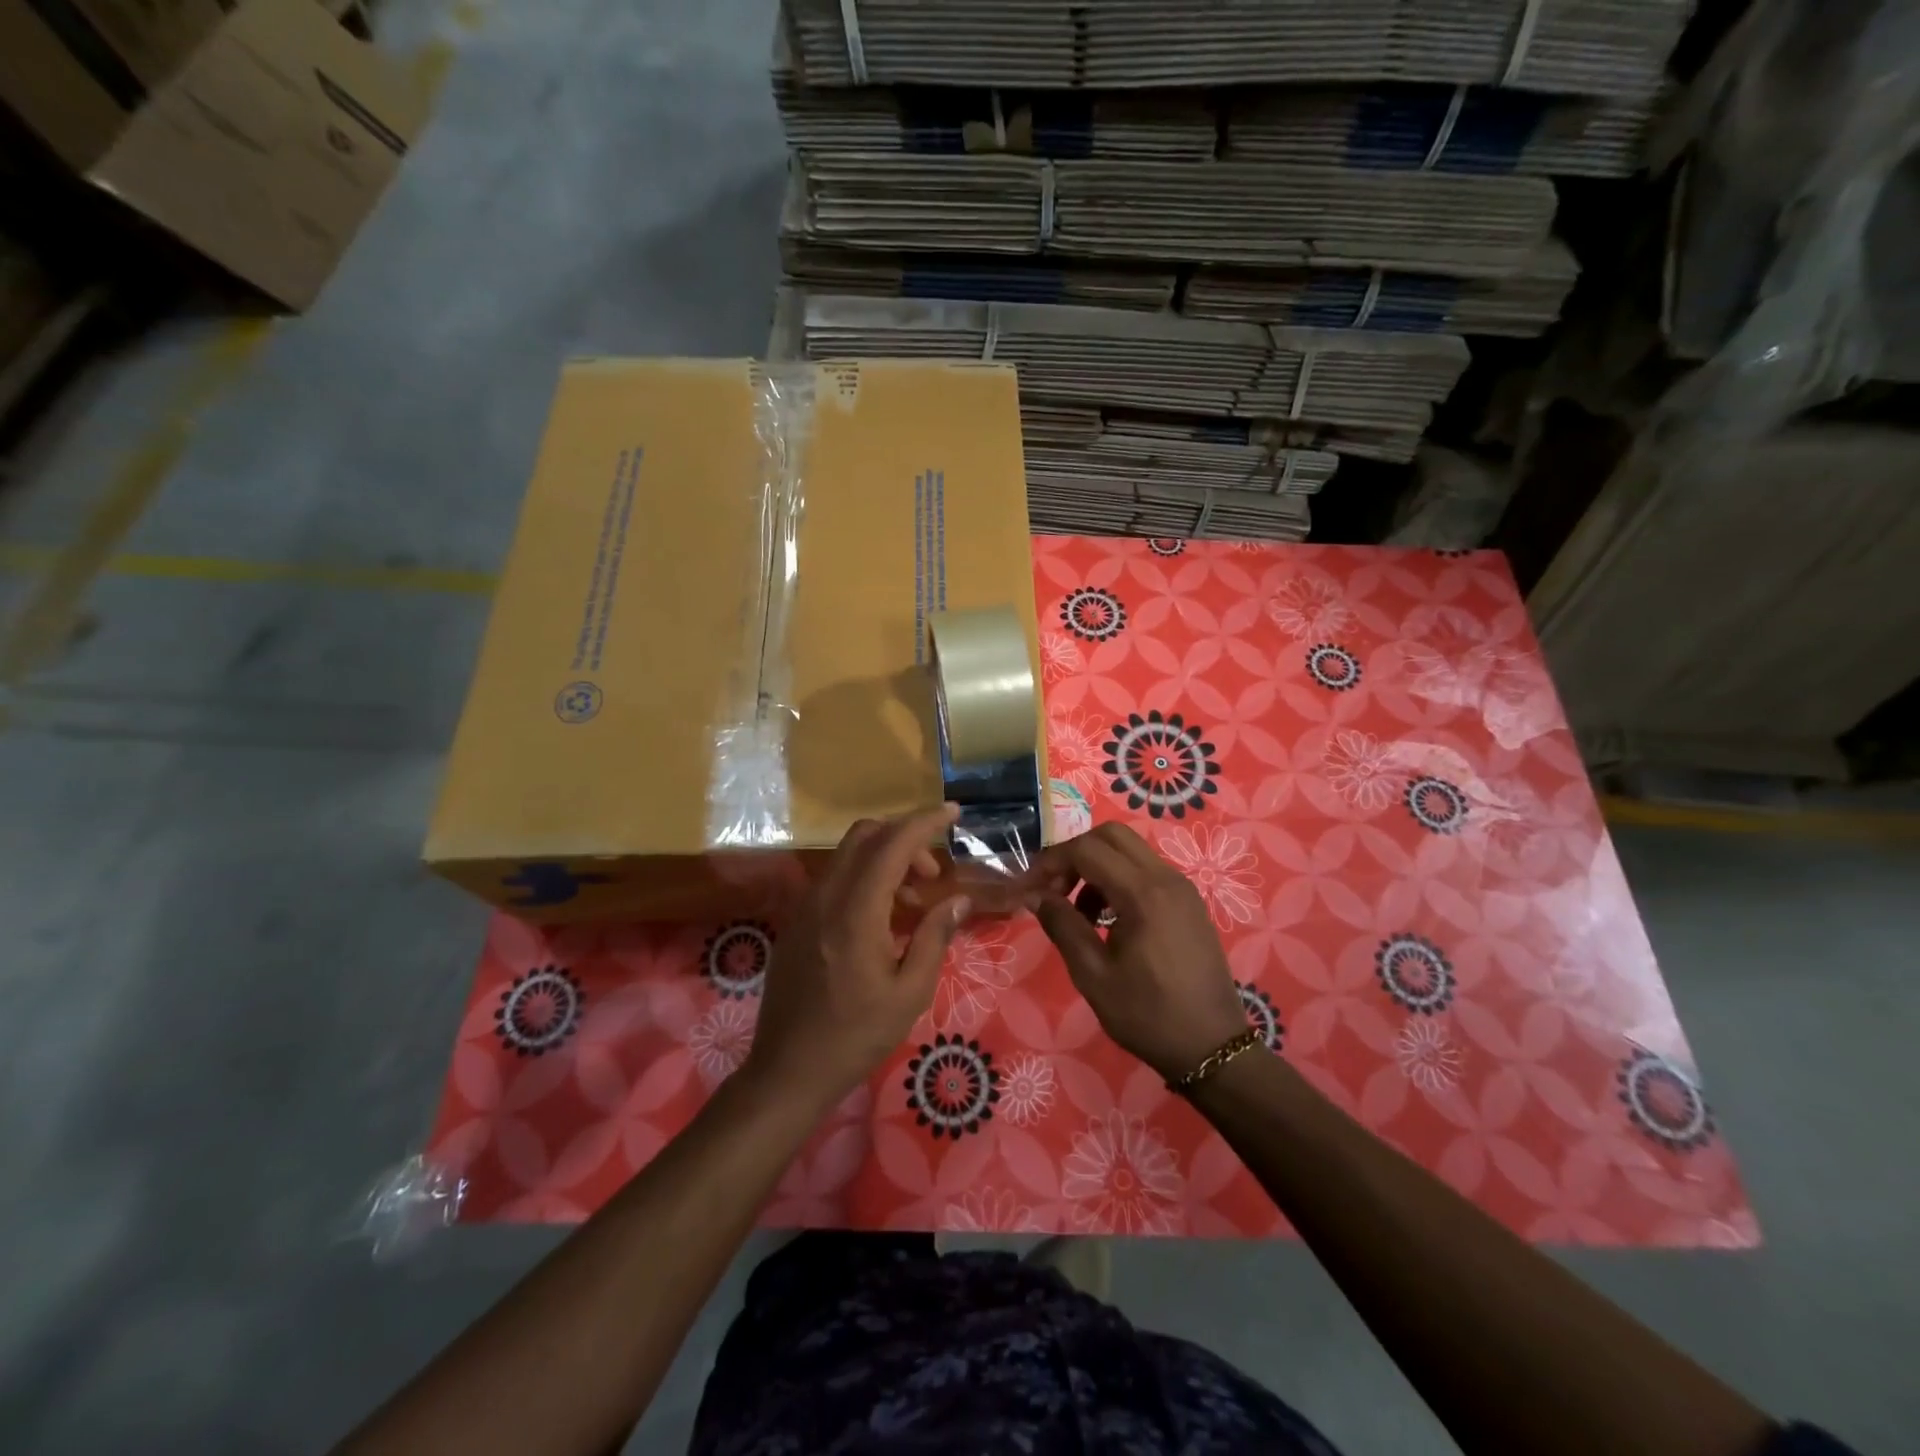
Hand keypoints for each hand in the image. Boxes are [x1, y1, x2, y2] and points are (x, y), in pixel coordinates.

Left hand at [746, 805, 970, 1111]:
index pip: (892, 844)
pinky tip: (880, 919)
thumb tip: (959, 899)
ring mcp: (805, 906)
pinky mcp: (796, 921)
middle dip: (904, 838)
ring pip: (847, 855)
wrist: (787, 1070)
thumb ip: (934, 936)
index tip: (953, 813)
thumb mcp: (909, 992)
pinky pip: (833, 879)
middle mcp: (826, 897)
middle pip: (865, 835)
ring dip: (884, 859)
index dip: (925, 822)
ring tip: (911, 902)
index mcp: (856, 912)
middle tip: (932, 874)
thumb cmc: (856, 1036)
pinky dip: (863, 877)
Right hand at [1033, 823, 1250, 1081]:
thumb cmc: (1148, 1014)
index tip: (1031, 889)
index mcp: (1143, 893)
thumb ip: (1062, 926)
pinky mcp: (1189, 902)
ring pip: (1130, 851)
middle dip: (1076, 854)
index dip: (1052, 862)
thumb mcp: (1093, 975)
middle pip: (1111, 835)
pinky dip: (1120, 879)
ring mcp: (1182, 888)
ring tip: (1080, 913)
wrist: (1213, 1047)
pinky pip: (1147, 871)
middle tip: (1055, 890)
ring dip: (1097, 867)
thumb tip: (1035, 895)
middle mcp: (1166, 878)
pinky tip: (1109, 920)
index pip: (1087, 849)